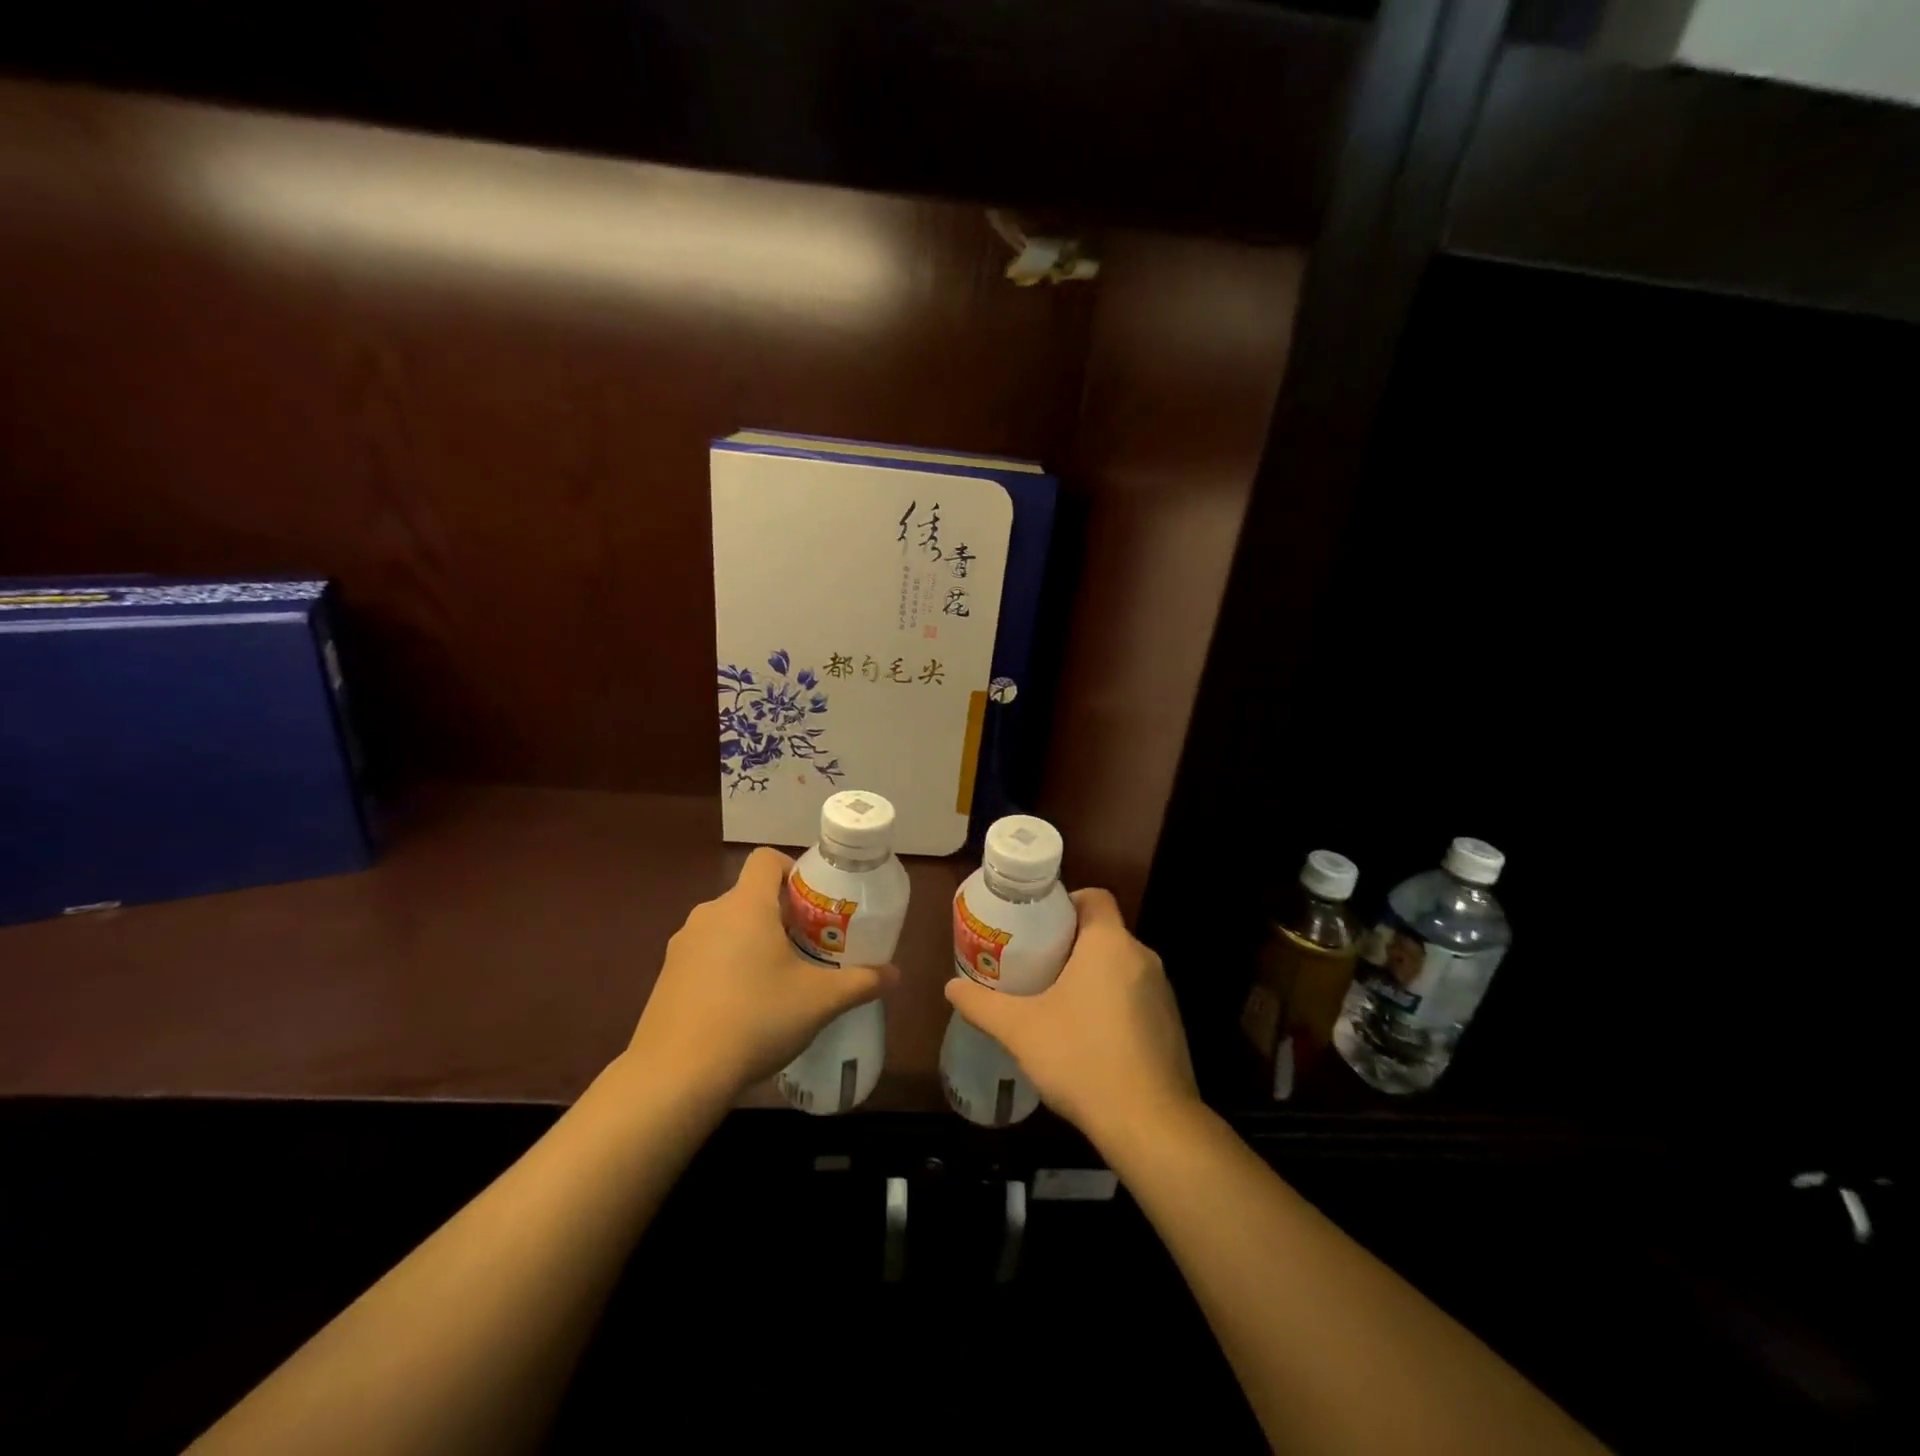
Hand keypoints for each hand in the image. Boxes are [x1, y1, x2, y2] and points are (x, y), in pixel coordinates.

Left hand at [628, 847, 897, 1097]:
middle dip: (780, 915)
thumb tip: (895, 975)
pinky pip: (705, 956)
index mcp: (746, 905)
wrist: (676, 1075)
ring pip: (727, 927)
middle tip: (808, 948)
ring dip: (752, 942)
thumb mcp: (819, 1001)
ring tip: (777, 981)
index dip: (792, 870)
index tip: (813, 903)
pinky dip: (726, 967)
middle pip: (750, 896)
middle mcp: (709, 914)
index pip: (766, 859)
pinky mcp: (666, 976)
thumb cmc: (756, 1019)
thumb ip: (861, 982)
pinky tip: (742, 1008)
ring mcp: (682, 945)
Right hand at [943, 888, 1197, 1149]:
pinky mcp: (1171, 1025)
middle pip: (1104, 932)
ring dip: (1092, 976)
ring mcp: (1162, 993)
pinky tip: (1088, 1037)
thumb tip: (951, 987)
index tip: (1039, 926)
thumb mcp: (1020, 1029)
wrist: (1150, 1124)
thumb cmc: (1082, 1058)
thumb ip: (982, 1004)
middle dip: (1070, 944)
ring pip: (1121, 966)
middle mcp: (1142, 957)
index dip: (1066, 902)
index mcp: (1109, 944)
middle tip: (1035, 965)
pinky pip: (1136, 997)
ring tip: (1056, 1001)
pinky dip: (1113, 1004)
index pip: (1094, 897)